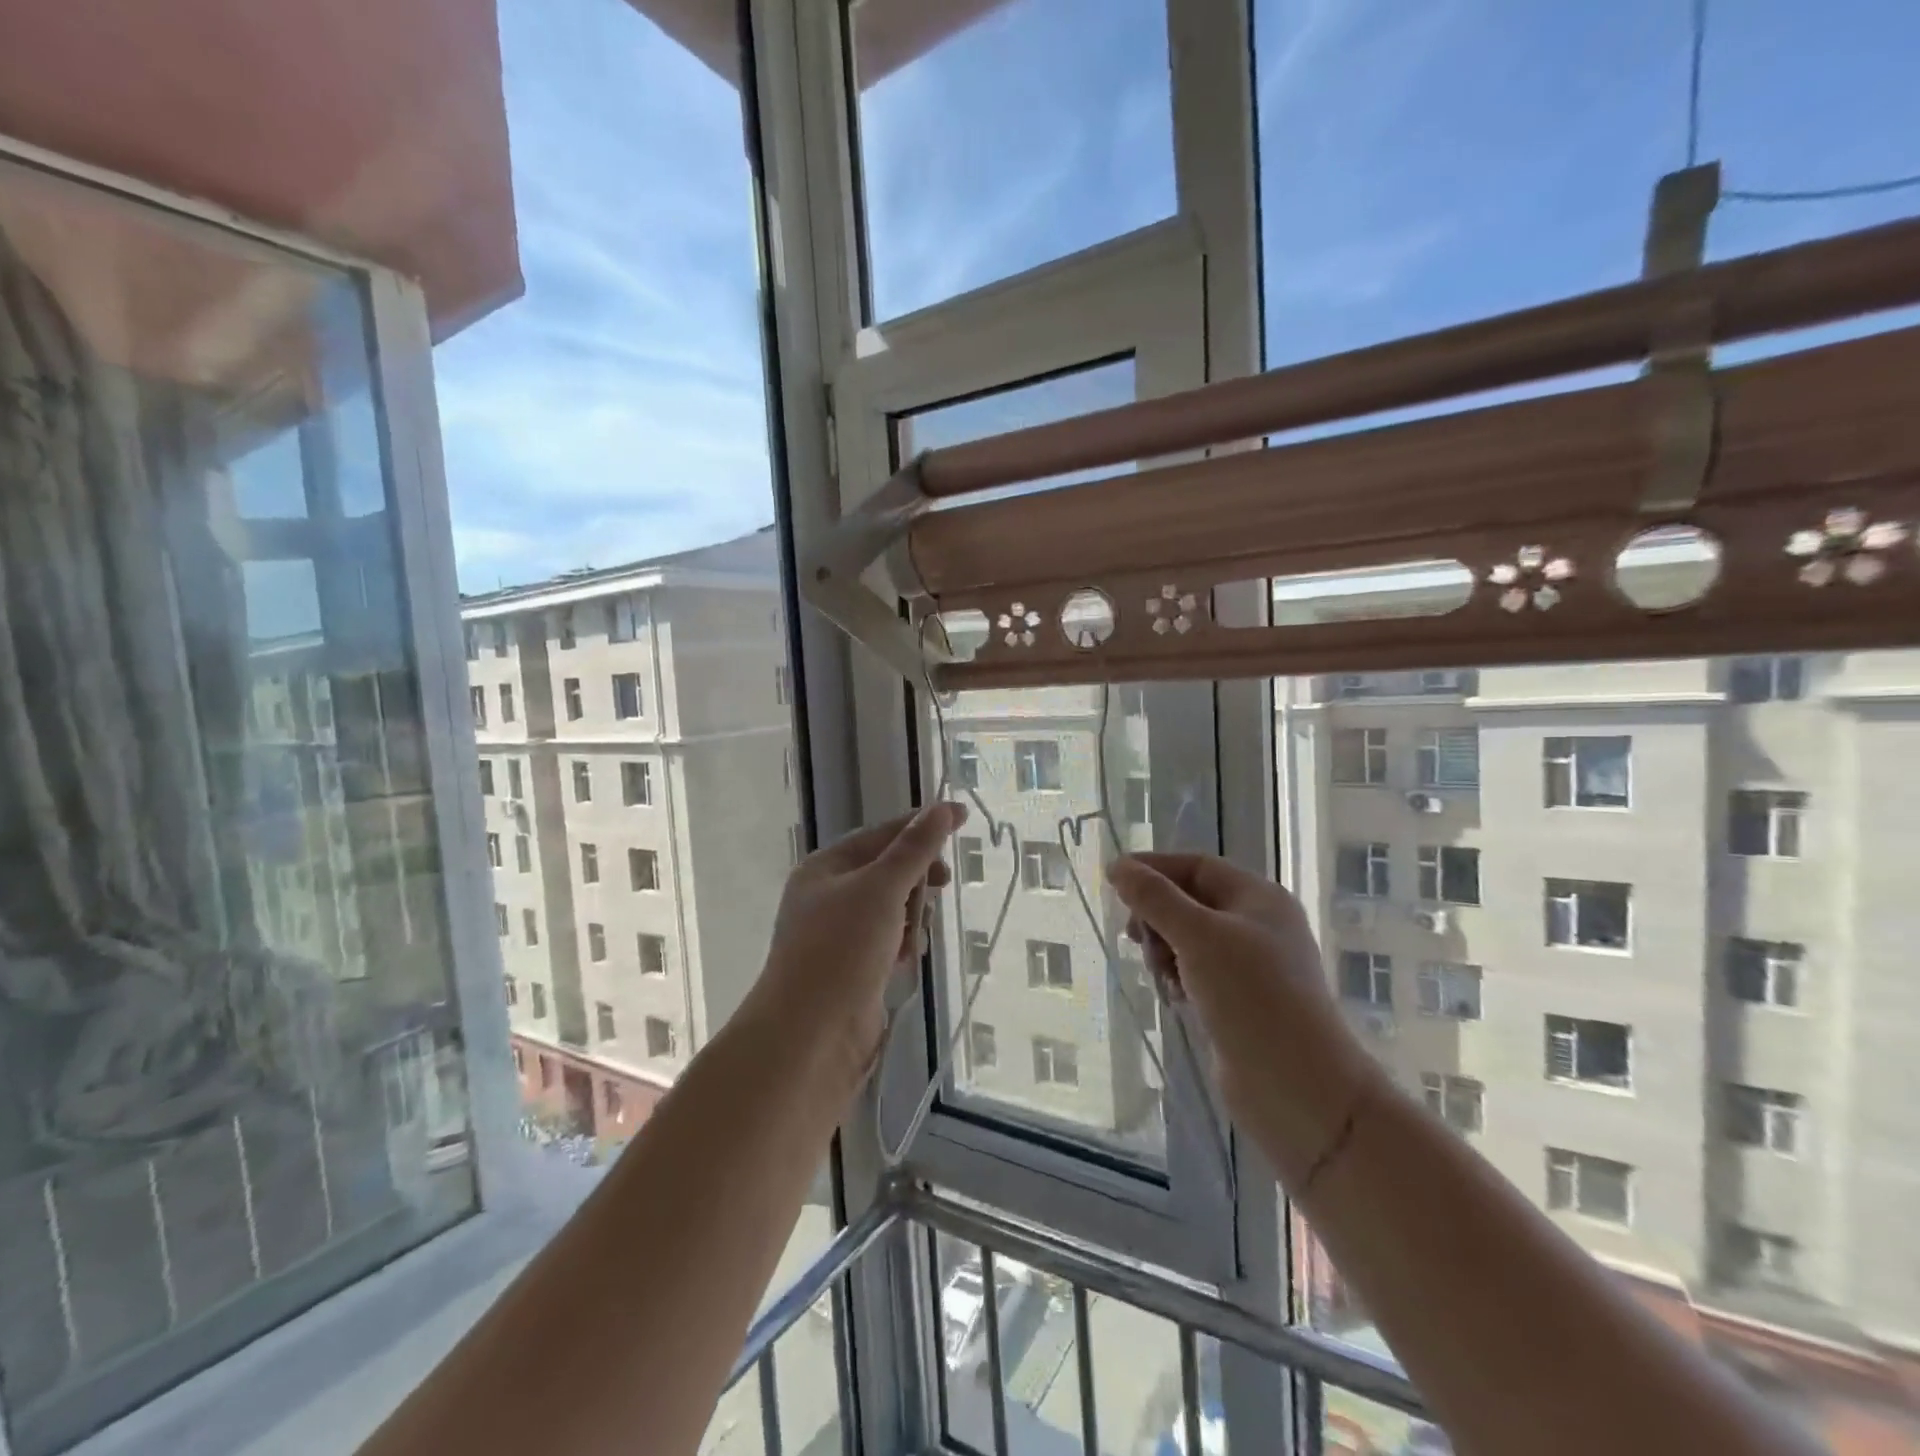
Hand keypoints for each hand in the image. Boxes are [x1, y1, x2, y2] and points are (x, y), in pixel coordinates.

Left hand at [756, 803, 966, 1076]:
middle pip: (887, 871)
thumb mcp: (882, 889)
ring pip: (891, 909)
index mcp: (825, 868)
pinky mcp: (852, 969)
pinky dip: (902, 945)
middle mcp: (828, 896)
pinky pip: (888, 941)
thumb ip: (915, 849)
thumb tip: (944, 808)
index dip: (920, 825)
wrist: (810, 1035)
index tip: (962, 818)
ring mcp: (838, 935)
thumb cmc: (842, 949)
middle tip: (942, 885)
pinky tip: (907, 959)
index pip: (880, 835)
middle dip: (916, 880)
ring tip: (912, 937)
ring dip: (911, 917)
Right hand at [1109, 853, 1379, 1183]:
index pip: (1196, 866)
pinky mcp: (1240, 1002)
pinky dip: (1178, 978)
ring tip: (1161, 976)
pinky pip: (1196, 973)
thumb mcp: (1198, 937)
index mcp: (1258, 898)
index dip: (1153, 868)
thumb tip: (1118, 866)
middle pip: (1190, 901)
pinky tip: (1174, 998)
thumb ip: (1154, 898)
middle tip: (1134, 938)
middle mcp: (1257, 925)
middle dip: (1157, 915)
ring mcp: (1250, 966)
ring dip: (1164, 950)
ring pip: (1189, 940)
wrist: (1300, 1090)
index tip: (1113, 882)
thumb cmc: (1252, 998)